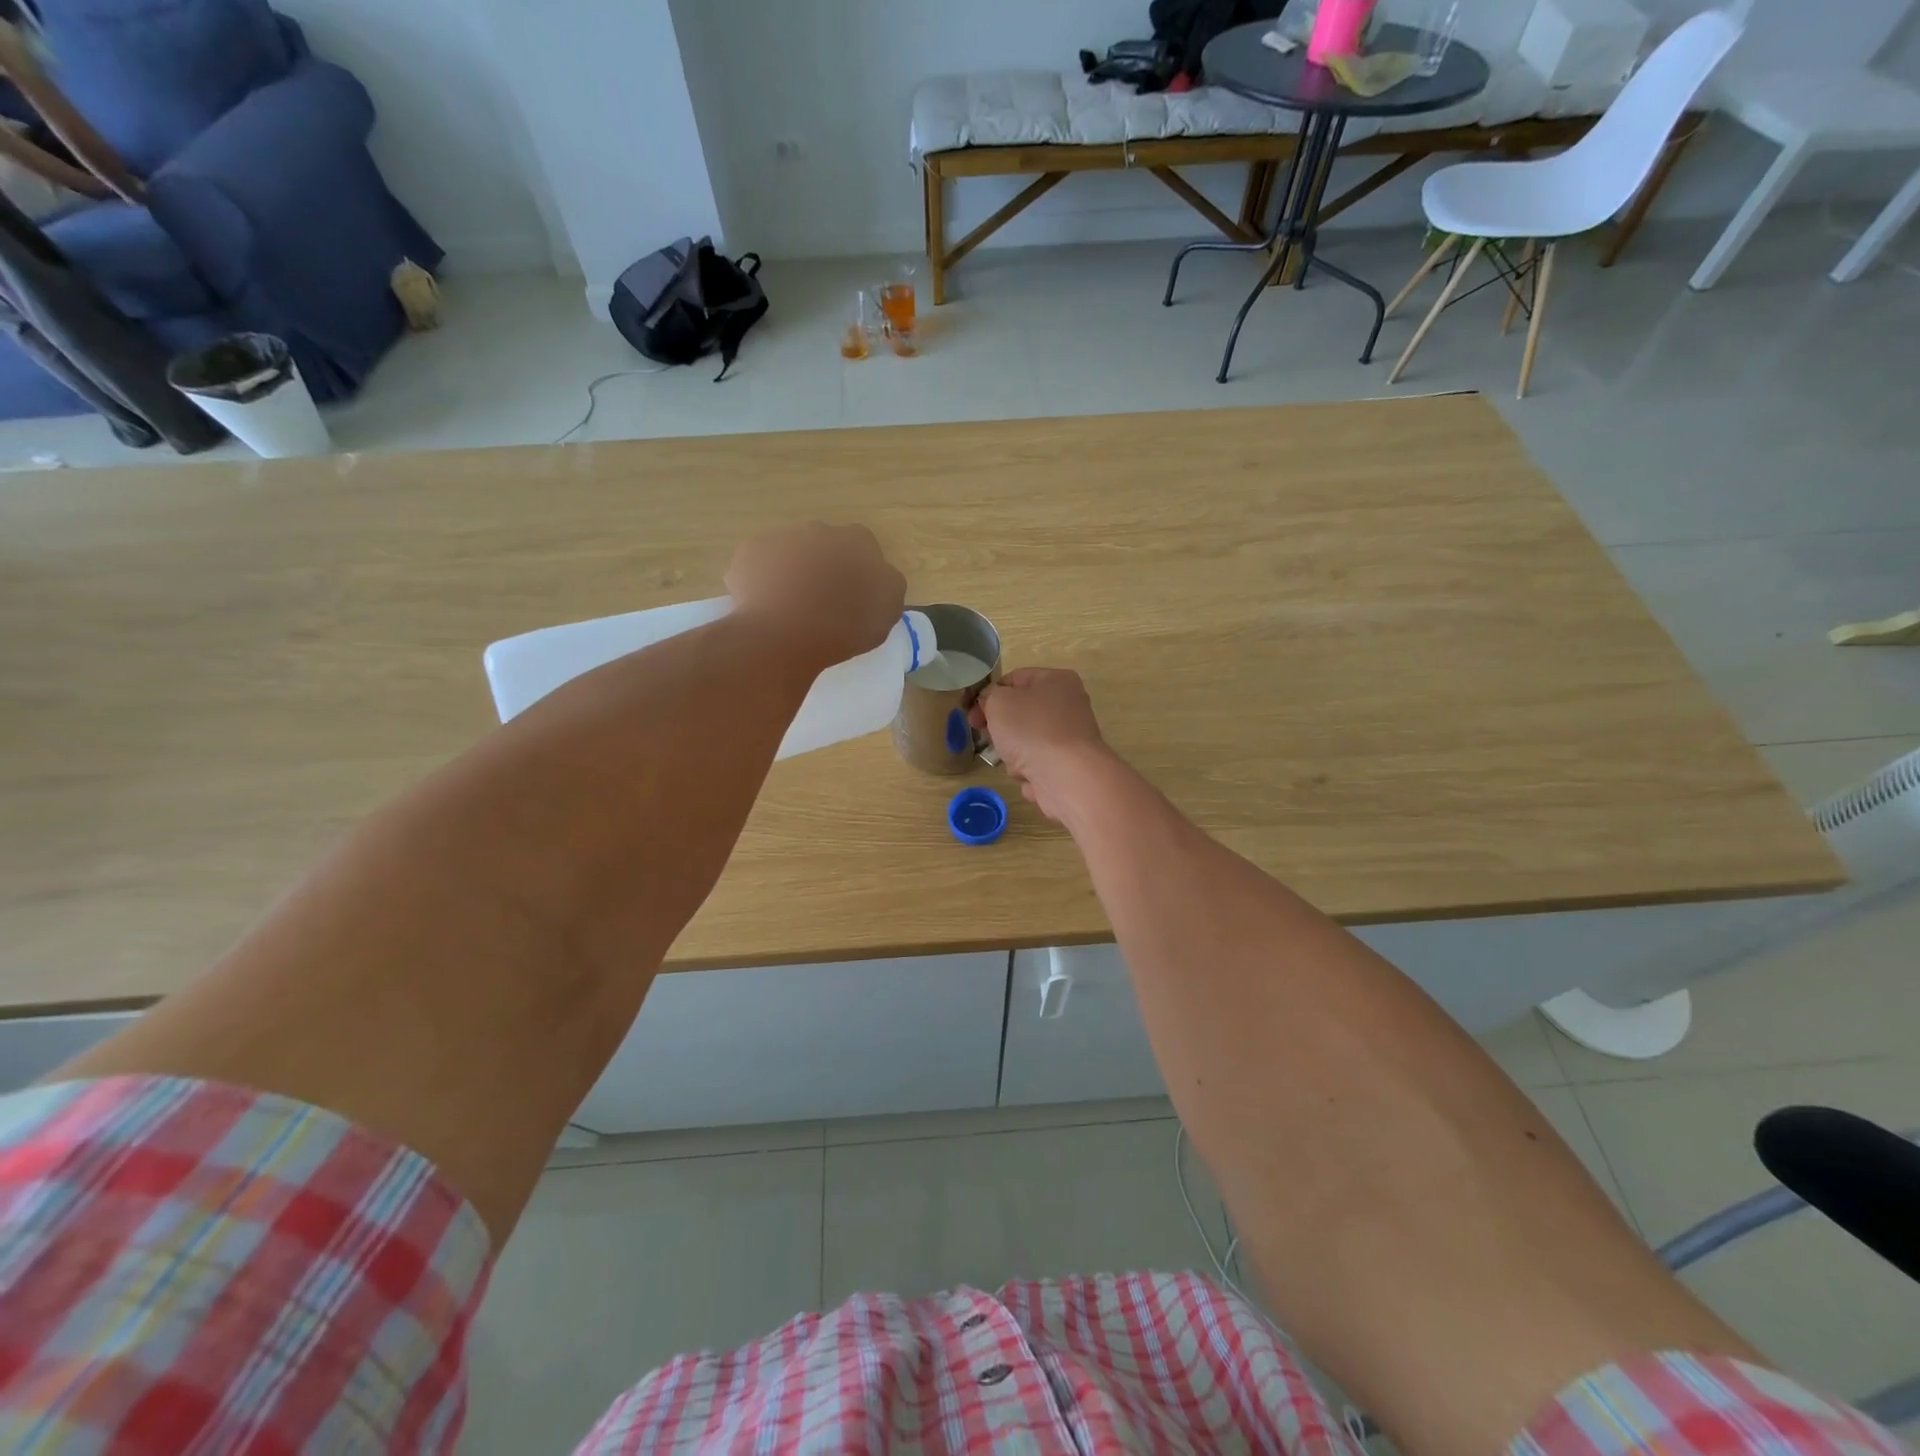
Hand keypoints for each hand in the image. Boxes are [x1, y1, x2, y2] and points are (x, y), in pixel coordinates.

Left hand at [726, 524, 906, 671]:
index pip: (864, 546)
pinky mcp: (749, 553)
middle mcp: (819, 530)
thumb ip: (888, 585)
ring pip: (791, 553)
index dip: (860, 569)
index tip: (856, 595)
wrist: (783, 635)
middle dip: (825, 566)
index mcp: (857, 541)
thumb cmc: (844, 625)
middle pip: (825, 545)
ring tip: (791, 608)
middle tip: (824, 601)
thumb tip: (879, 577)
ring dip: (793, 572)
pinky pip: (760, 565)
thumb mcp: (888, 611)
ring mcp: (780, 538)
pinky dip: (763, 581)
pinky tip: (766, 607)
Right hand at [972, 668, 1113, 821]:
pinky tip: (1032, 777)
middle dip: (1002, 730)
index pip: (1014, 679)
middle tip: (990, 739)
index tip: (973, 715)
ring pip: (1027, 743)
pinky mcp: (1070, 766)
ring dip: (1015, 755)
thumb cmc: (1031, 730)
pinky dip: (1031, 772)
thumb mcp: (998, 702)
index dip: (989, 695)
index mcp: (1056, 680)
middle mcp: (1069, 705)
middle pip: (1021, 714)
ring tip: (1017, 762)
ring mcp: (1071, 738)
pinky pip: (1039, 766)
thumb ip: (989, 696)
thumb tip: (992, 704)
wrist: (1067, 777)